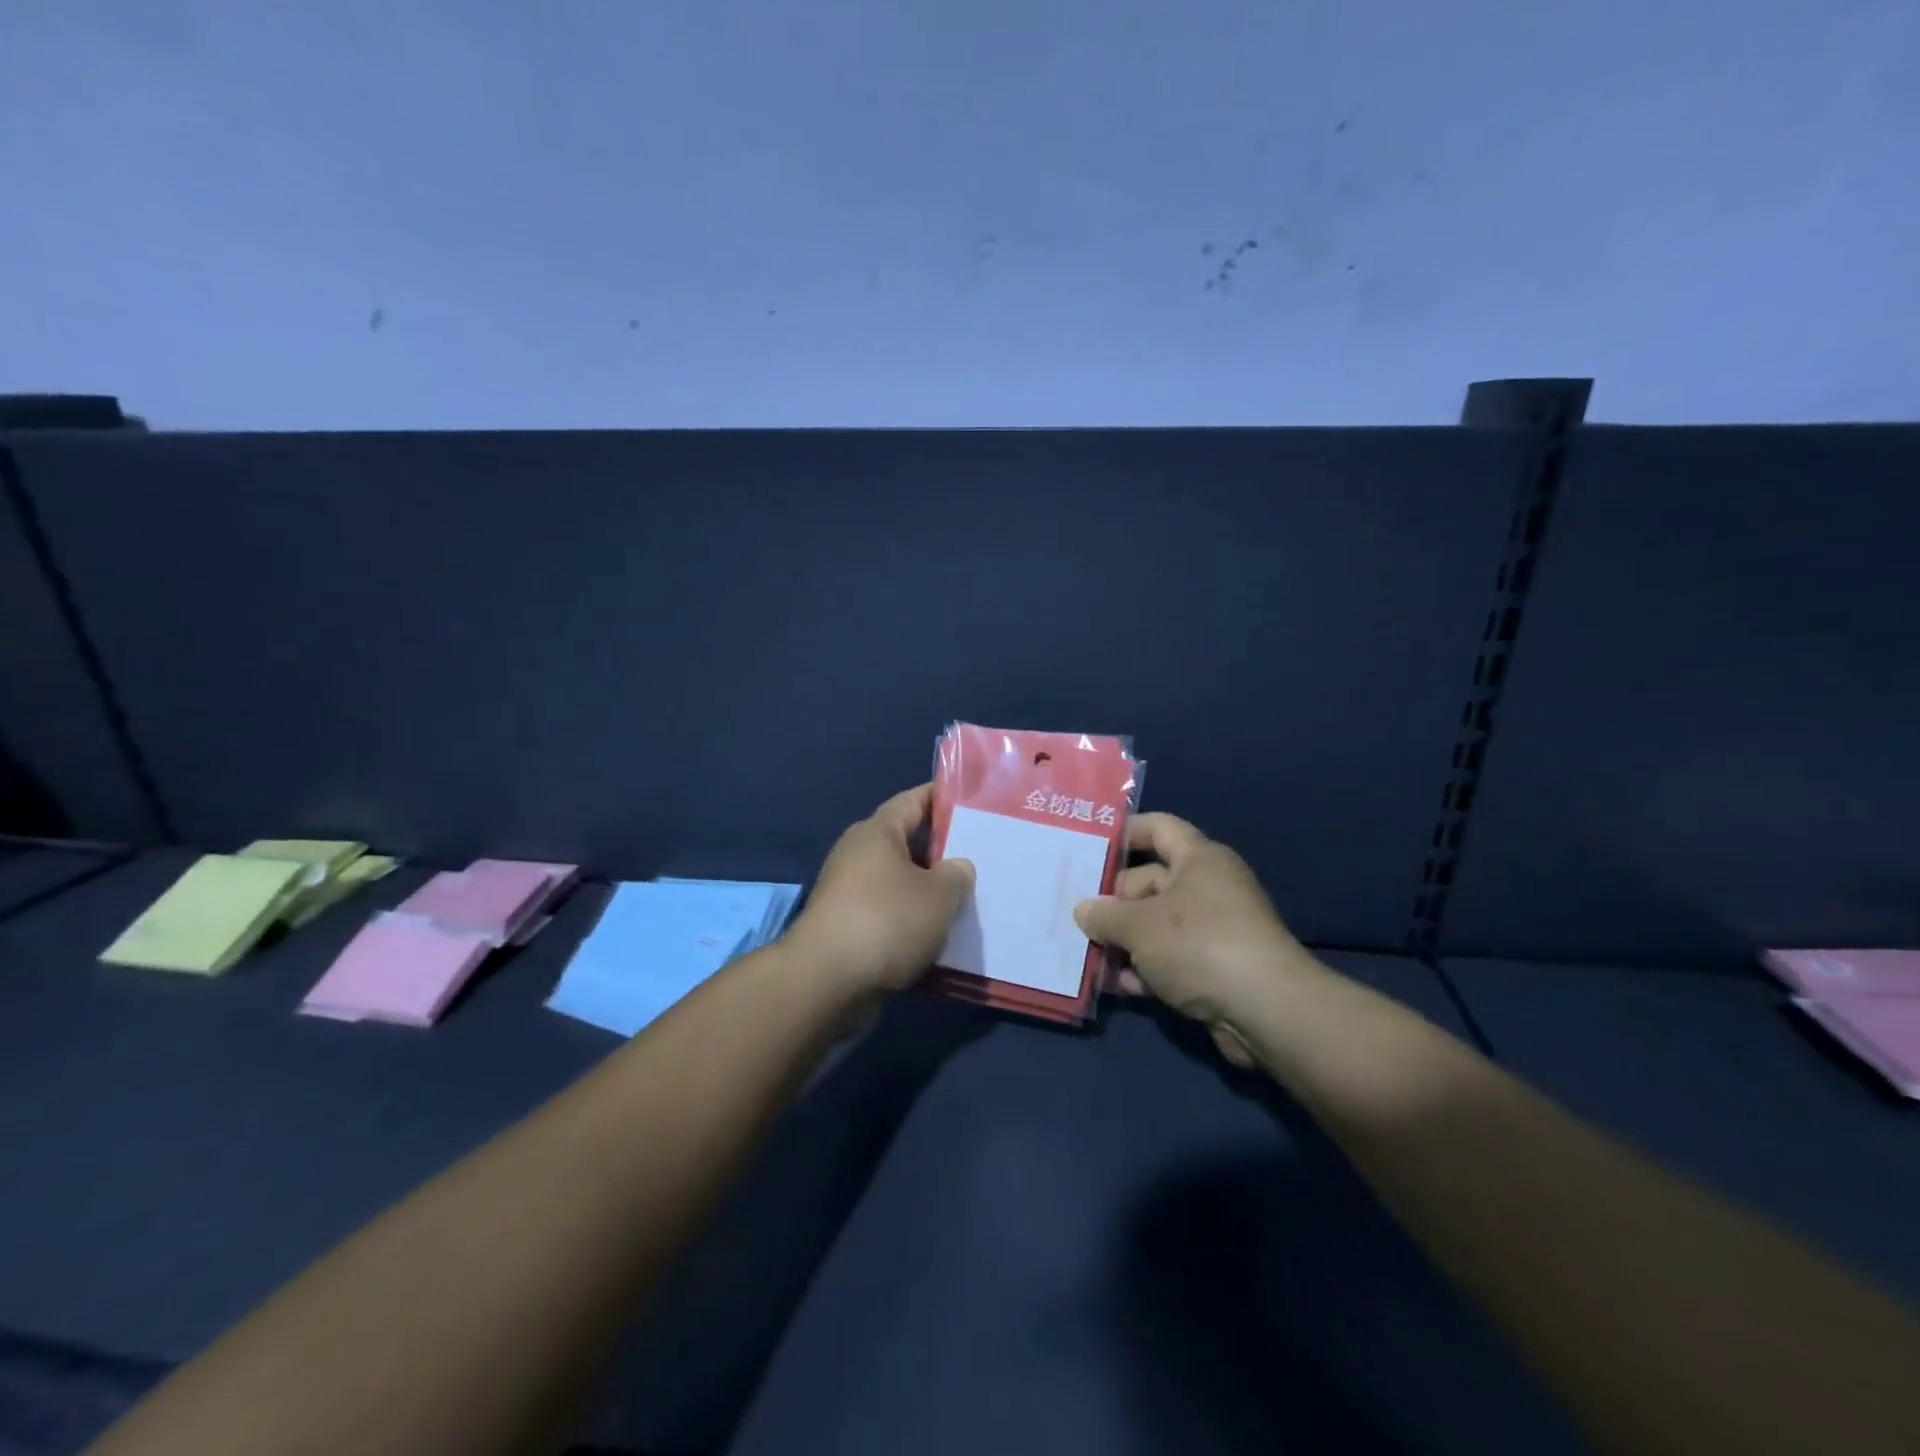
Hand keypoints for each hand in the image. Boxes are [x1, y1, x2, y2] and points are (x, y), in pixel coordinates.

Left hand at [787, 784, 974, 995]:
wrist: (826, 982)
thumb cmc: (886, 921)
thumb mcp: (939, 894)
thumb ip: (956, 875)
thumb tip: (956, 867)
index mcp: (877, 832)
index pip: (913, 800)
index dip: (942, 798)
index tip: (972, 802)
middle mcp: (858, 855)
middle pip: (907, 844)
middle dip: (941, 852)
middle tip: (981, 858)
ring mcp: (848, 893)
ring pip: (899, 884)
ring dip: (928, 893)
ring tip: (967, 902)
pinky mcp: (846, 928)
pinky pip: (888, 916)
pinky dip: (911, 924)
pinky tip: (939, 938)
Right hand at [1074, 813, 1309, 1066]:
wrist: (1267, 1011)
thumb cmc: (1199, 945)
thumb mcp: (1139, 926)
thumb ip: (1104, 915)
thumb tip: (1084, 910)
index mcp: (1198, 858)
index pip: (1158, 828)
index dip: (1124, 832)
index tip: (1088, 846)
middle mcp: (1208, 886)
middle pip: (1150, 881)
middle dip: (1113, 901)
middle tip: (1075, 915)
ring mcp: (1214, 929)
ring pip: (1157, 924)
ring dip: (1125, 940)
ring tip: (1086, 954)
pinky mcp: (1216, 967)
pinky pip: (1171, 958)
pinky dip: (1146, 968)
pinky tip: (1119, 985)